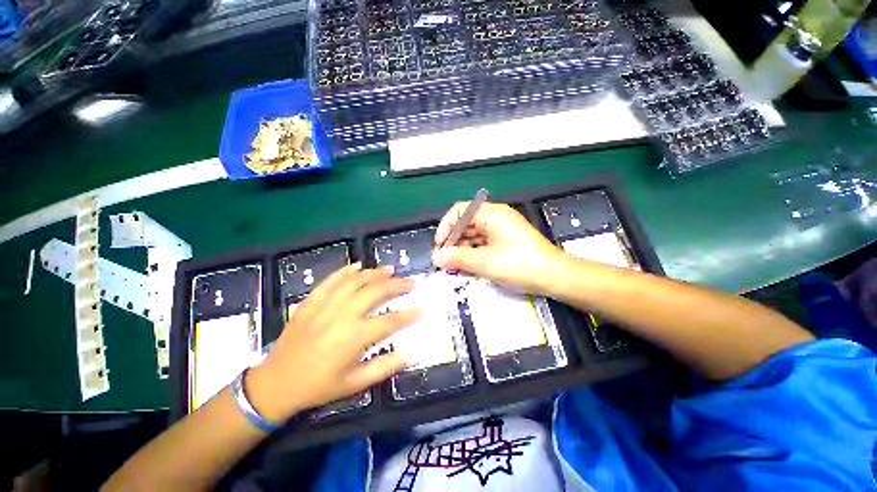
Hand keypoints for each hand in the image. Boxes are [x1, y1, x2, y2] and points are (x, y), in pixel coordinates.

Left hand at [246, 264, 420, 421]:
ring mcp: (324, 306)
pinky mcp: (310, 302)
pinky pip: (330, 281)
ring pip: (355, 281)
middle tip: (411, 282)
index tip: (424, 308)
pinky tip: (358, 266)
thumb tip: (413, 353)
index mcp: (353, 338)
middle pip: (375, 292)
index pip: (390, 320)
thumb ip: (385, 367)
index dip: (409, 314)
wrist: (275, 384)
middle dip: (397, 285)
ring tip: (390, 270)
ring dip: (375, 273)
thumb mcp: (354, 384)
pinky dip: (345, 271)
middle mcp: (341, 316)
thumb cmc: (318, 387)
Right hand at [432, 201, 565, 294]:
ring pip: (474, 235)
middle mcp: (496, 218)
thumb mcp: (485, 262)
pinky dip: (474, 253)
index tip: (440, 245)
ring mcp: (502, 230)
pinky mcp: (506, 241)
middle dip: (453, 241)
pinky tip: (468, 267)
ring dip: (462, 249)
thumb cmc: (520, 264)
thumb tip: (436, 258)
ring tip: (454, 267)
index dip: (446, 226)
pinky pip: (483, 243)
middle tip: (445, 260)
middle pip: (466, 223)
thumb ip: (458, 258)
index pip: (460, 211)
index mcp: (492, 214)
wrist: (555, 276)